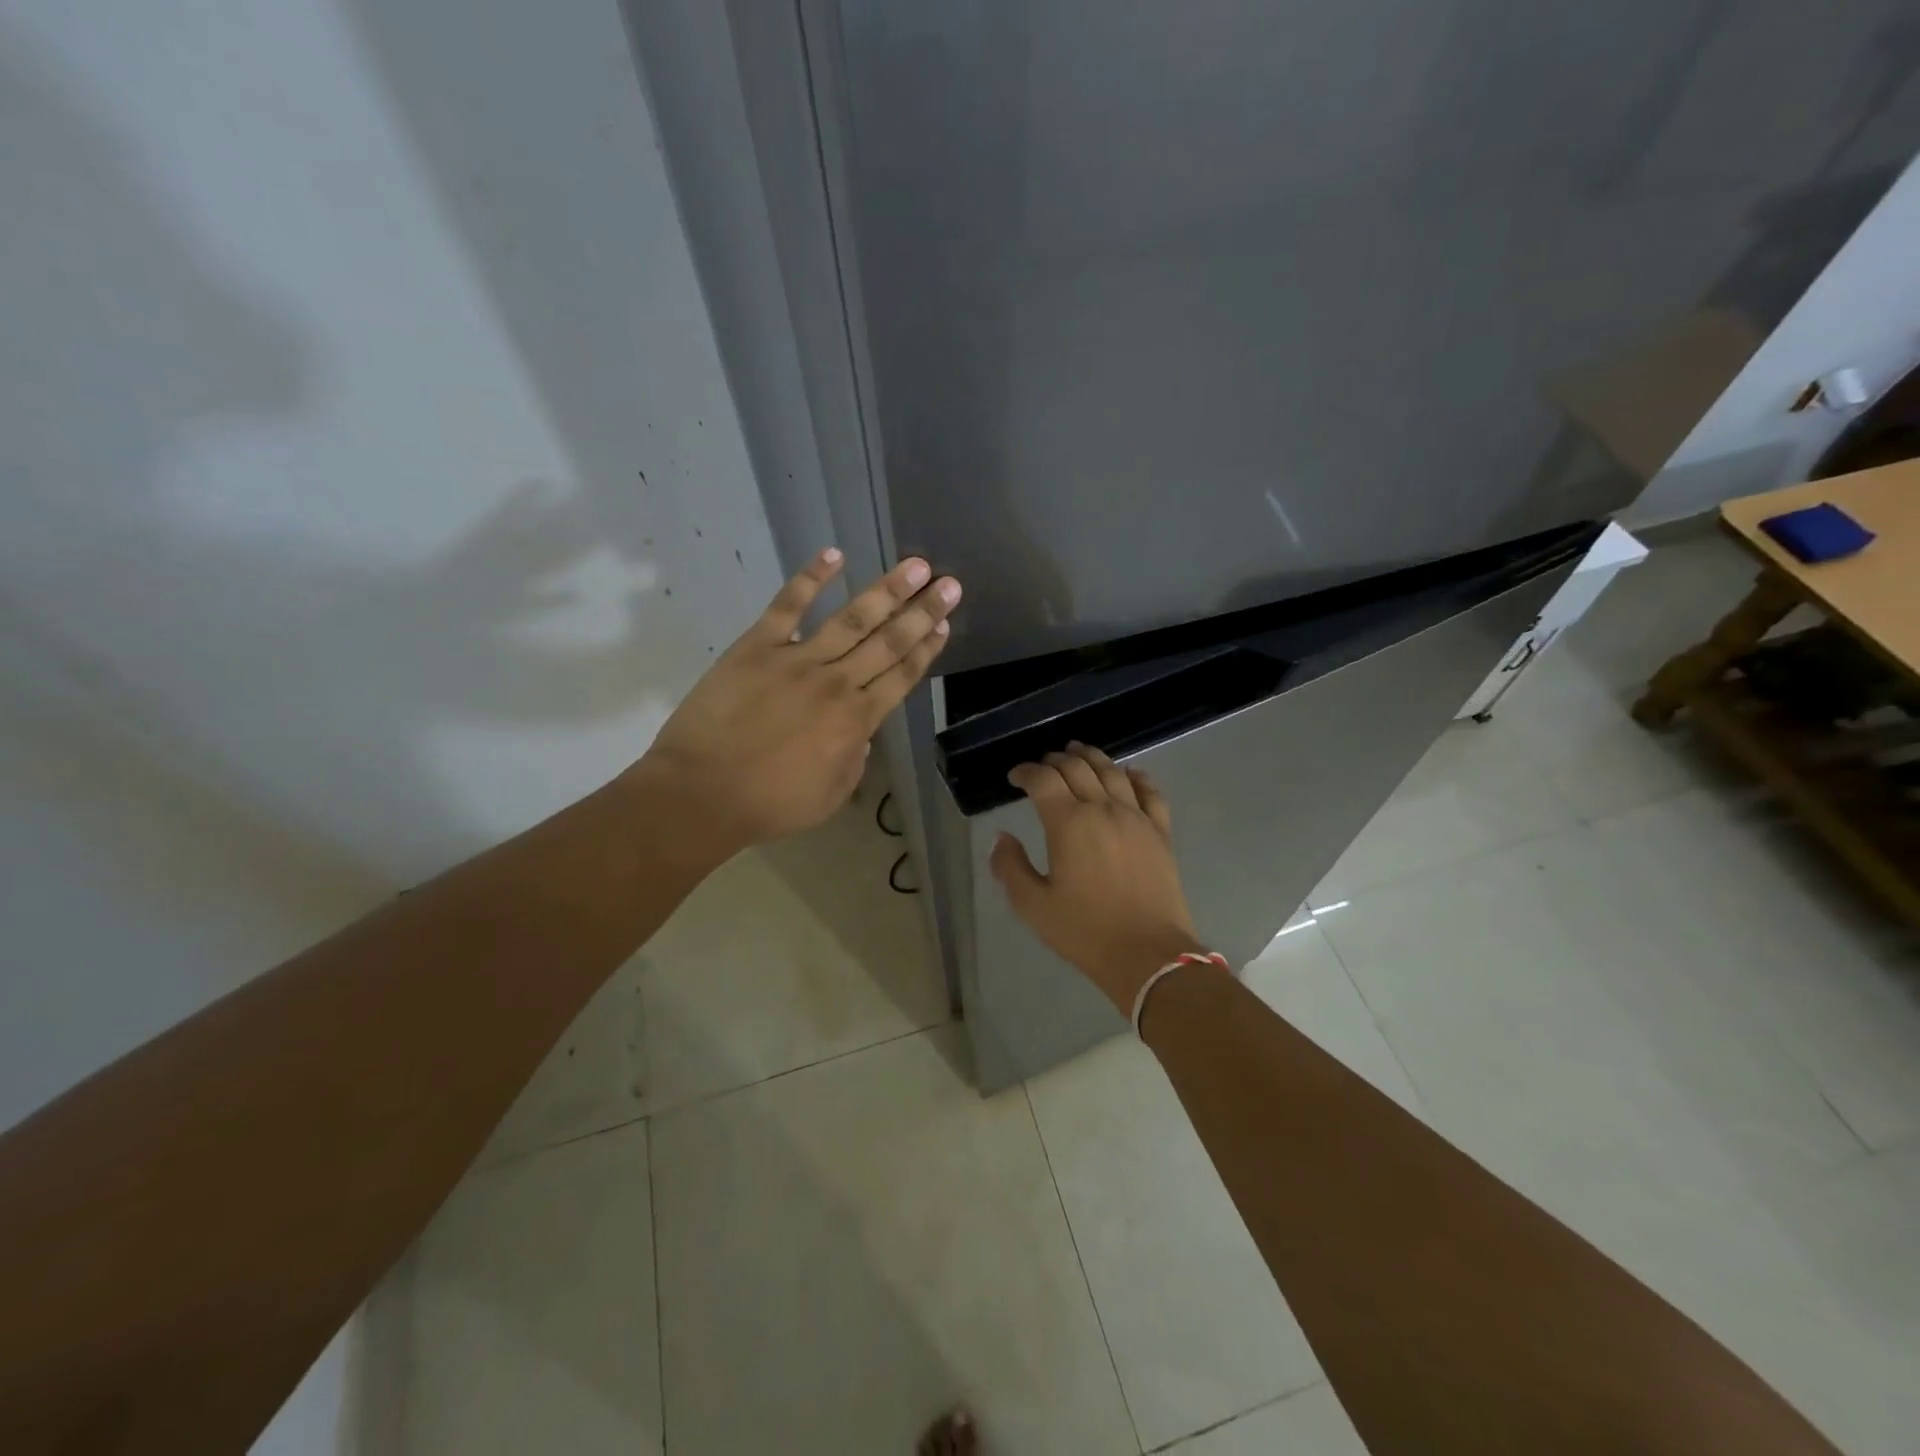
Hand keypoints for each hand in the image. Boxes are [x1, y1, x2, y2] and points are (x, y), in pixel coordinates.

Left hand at [629, 548, 959, 859]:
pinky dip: (810, 578)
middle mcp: (837, 683)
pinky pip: (787, 605)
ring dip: (887, 591)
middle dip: (923, 611)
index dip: (926, 649)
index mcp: (857, 721)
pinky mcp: (756, 646)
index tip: (945, 624)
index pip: (902, 676)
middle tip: (950, 584)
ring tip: (915, 565)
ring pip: (852, 619)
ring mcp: (797, 660)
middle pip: (889, 642)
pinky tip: (834, 555)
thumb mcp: (831, 795)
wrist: (701, 793)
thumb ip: (854, 760)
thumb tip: (860, 733)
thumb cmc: (769, 804)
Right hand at [990, 742, 1206, 1014]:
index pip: (1043, 779)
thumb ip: (1010, 866)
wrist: (1148, 954)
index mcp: (1068, 823)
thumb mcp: (1033, 905)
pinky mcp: (1160, 831)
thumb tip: (1002, 837)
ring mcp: (1136, 817)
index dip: (1025, 772)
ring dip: (1092, 757)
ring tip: (1078, 753)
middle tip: (1043, 766)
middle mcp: (1103, 809)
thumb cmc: (1084, 931)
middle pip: (1077, 767)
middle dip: (1055, 760)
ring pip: (1112, 771)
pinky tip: (1128, 774)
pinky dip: (1136, 776)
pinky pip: (1150, 791)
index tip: (1015, 777)